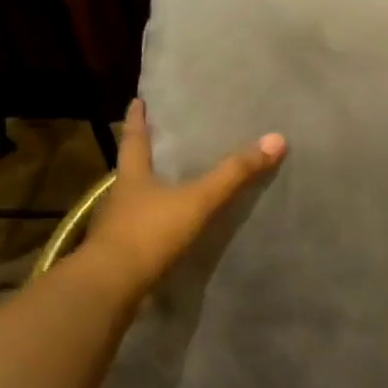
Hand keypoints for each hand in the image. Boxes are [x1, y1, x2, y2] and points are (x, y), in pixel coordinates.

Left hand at [80, 99, 286, 294]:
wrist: (112, 286)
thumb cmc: (149, 232)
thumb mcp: (197, 199)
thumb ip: (234, 173)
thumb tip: (276, 139)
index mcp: (132, 176)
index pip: (134, 139)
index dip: (137, 119)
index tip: (137, 101)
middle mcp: (121, 197)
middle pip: (133, 168)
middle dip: (145, 154)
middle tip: (161, 139)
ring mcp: (118, 228)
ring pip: (137, 201)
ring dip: (152, 191)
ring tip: (172, 183)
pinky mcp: (123, 255)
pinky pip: (143, 231)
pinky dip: (156, 225)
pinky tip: (171, 228)